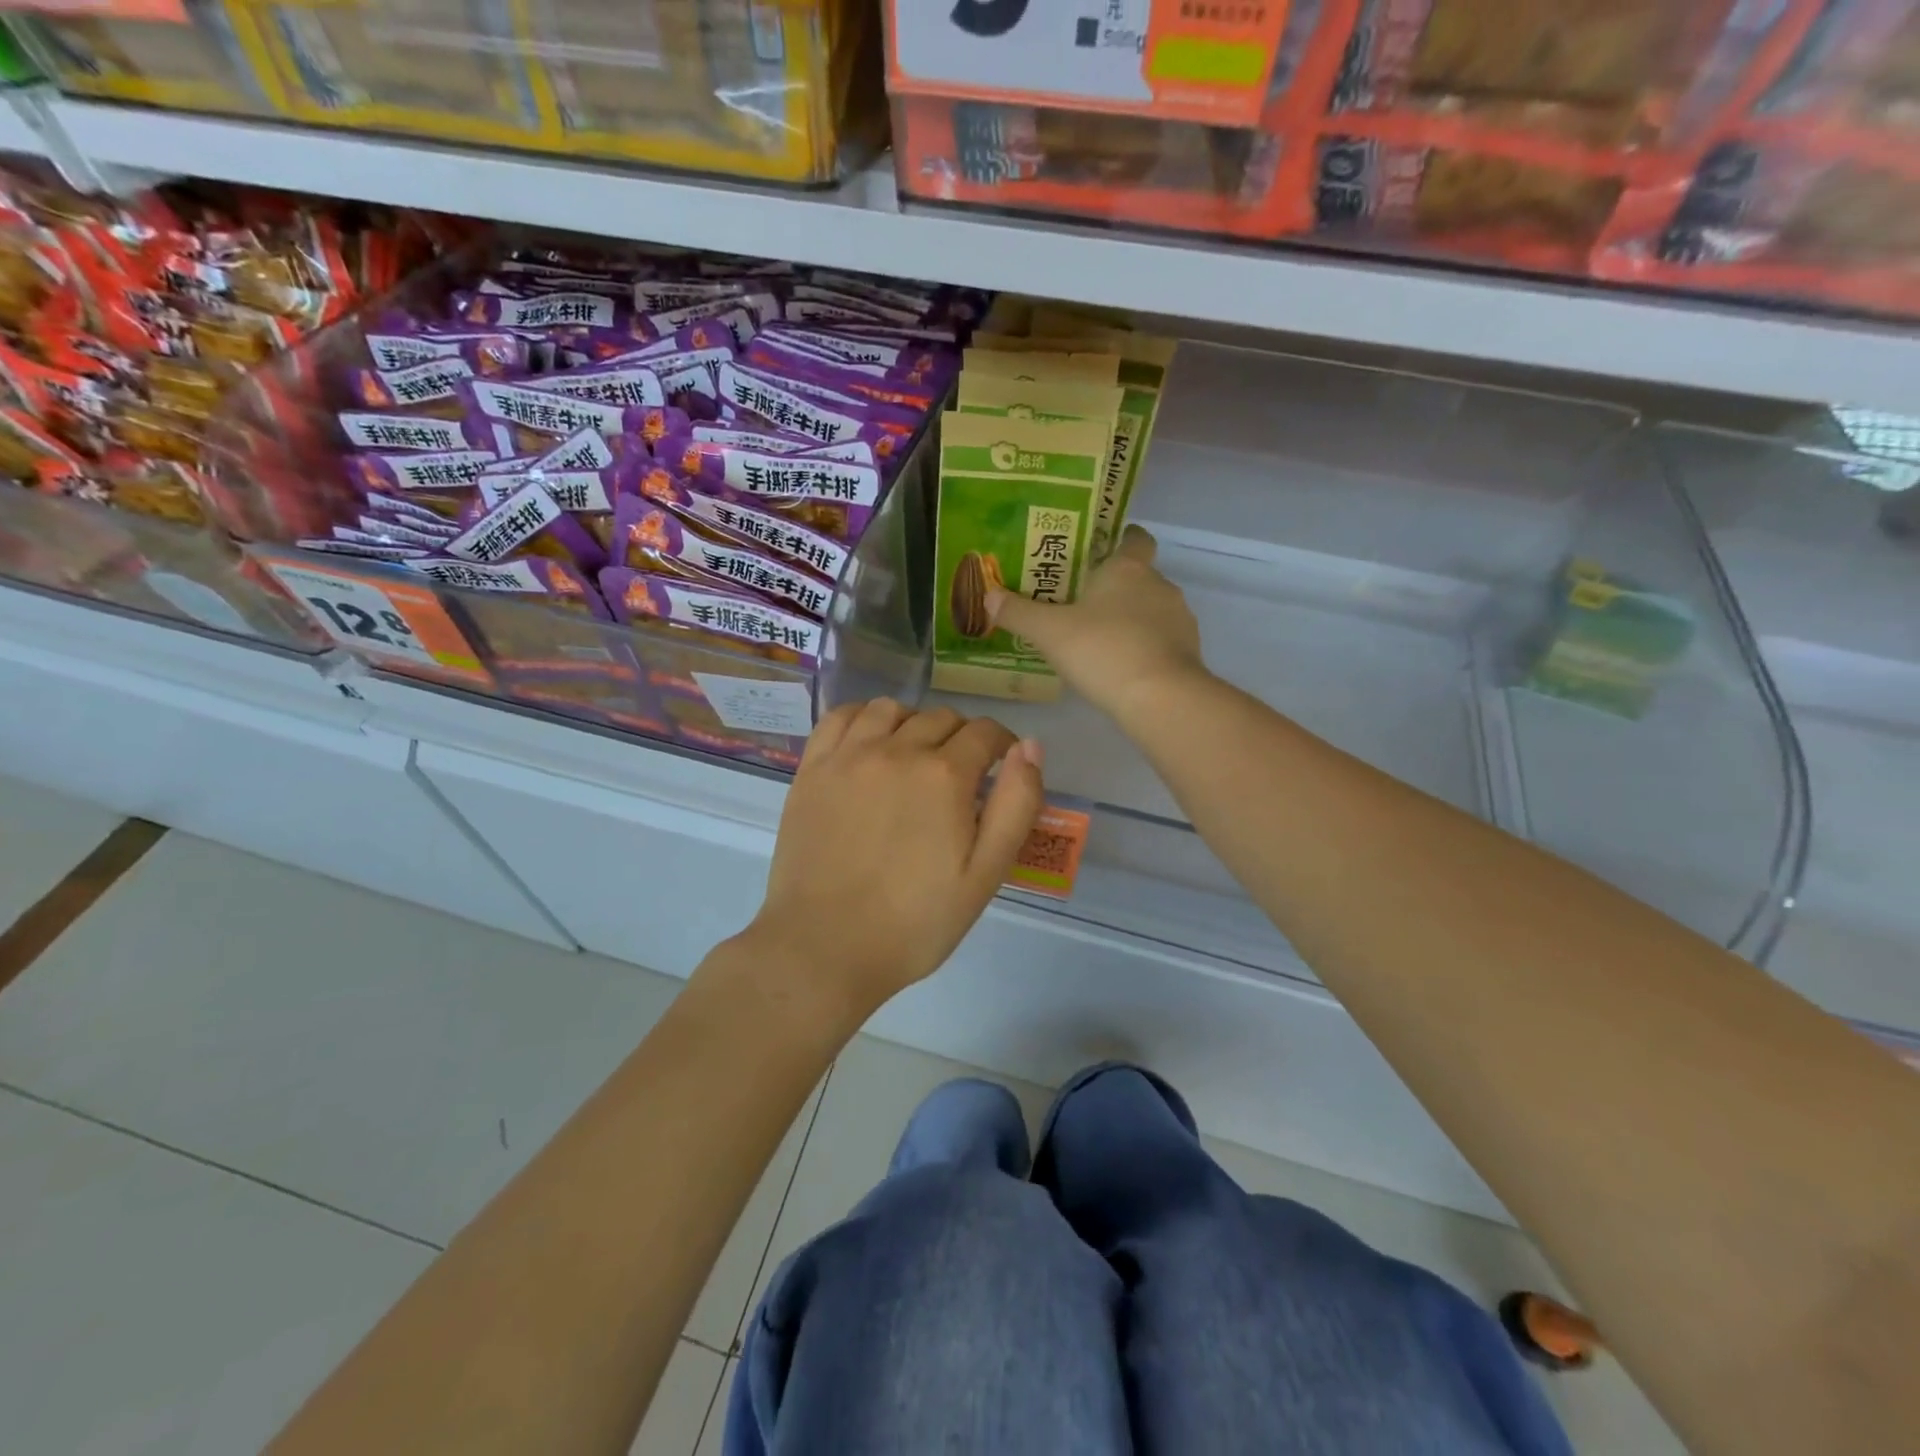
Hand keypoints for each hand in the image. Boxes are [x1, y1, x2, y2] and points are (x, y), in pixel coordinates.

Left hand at [748, 700, 1044, 1011]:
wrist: (826, 948)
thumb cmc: (915, 922)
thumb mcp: (986, 874)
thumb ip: (1016, 805)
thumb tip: (1030, 746)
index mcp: (944, 775)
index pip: (984, 733)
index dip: (1001, 745)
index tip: (1000, 767)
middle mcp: (897, 750)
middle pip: (941, 718)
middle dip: (962, 738)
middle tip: (961, 776)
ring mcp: (848, 756)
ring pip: (891, 709)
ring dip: (913, 723)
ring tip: (914, 756)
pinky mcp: (812, 769)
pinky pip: (840, 717)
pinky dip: (863, 718)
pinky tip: (869, 742)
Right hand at [988, 525, 1205, 722]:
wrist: (1159, 697)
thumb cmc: (1102, 650)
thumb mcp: (1049, 632)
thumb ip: (1018, 613)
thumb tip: (988, 595)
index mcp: (1128, 568)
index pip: (1134, 537)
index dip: (1119, 540)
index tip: (1097, 553)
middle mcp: (1159, 585)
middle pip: (1139, 576)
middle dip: (1114, 588)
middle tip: (1081, 605)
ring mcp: (1179, 619)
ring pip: (1152, 610)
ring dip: (1131, 620)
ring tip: (1099, 642)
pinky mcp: (1189, 652)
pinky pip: (1162, 641)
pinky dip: (1145, 648)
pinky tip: (1121, 668)